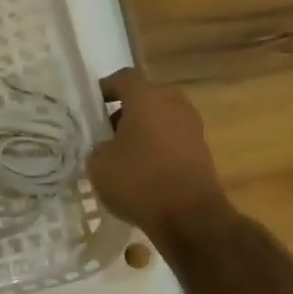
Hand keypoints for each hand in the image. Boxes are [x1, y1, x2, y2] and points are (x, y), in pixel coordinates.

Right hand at [87, 67, 228, 239]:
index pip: (123, 78)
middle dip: (125, 111)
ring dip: (143, 130)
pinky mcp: (201, 149)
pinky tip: (143, 170)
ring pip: (160, 118)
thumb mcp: (98, 165)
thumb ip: (98, 147)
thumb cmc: (138, 181)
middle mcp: (173, 103)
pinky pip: (172, 139)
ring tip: (123, 154)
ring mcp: (192, 126)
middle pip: (145, 97)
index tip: (92, 105)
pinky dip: (157, 147)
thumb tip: (106, 147)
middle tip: (106, 132)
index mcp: (147, 97)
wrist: (189, 215)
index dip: (105, 88)